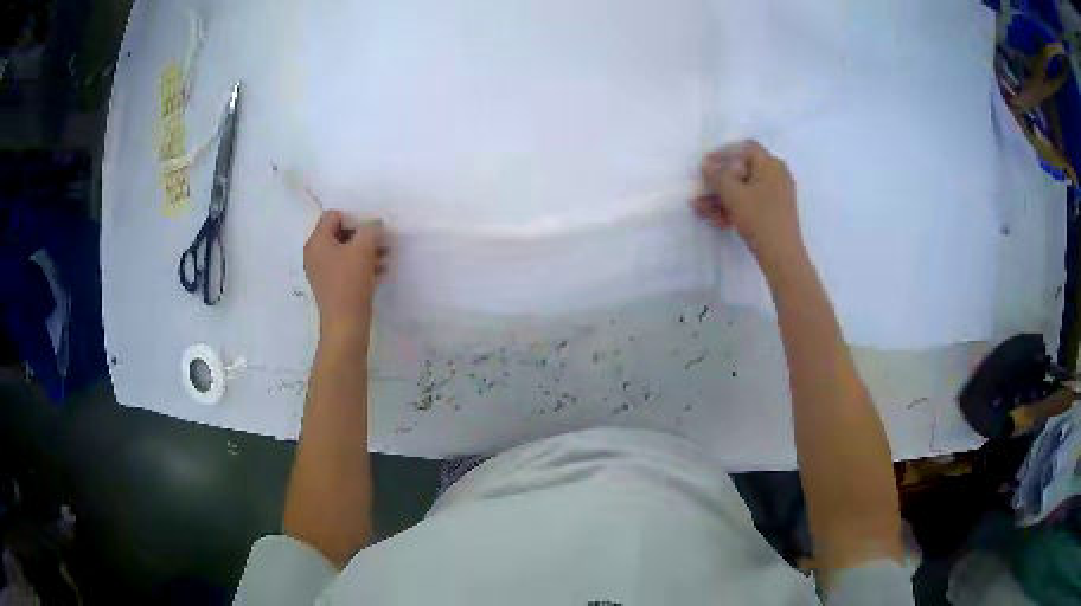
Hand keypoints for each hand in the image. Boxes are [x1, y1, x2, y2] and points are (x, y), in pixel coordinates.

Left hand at [304, 210, 387, 335]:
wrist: (345, 325)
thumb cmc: (350, 283)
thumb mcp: (363, 249)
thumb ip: (370, 230)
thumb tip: (375, 224)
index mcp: (316, 242)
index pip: (333, 216)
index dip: (353, 219)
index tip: (368, 234)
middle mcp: (315, 255)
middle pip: (339, 233)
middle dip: (363, 236)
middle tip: (382, 244)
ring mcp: (321, 272)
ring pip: (345, 252)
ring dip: (366, 251)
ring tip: (386, 258)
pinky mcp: (331, 286)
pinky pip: (346, 268)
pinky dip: (362, 266)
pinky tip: (380, 272)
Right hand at [693, 140, 806, 271]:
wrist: (782, 257)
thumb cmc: (760, 219)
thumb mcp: (733, 195)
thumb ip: (716, 176)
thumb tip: (706, 165)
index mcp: (771, 165)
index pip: (745, 148)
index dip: (723, 153)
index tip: (705, 165)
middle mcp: (776, 175)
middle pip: (742, 171)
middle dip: (718, 183)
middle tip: (701, 192)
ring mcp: (776, 195)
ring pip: (744, 190)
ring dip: (721, 198)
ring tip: (701, 211)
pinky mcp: (773, 213)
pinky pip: (751, 203)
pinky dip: (734, 208)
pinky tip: (717, 220)